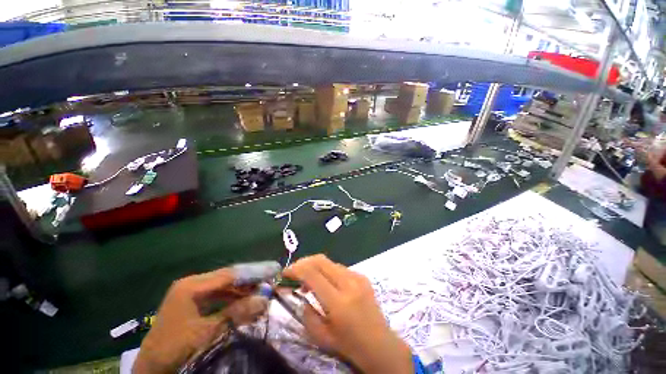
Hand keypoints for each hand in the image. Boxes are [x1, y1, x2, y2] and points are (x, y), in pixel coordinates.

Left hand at [133, 268, 268, 373]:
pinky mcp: (193, 301)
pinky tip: (244, 300)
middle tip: (269, 279)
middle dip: (250, 278)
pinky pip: (218, 294)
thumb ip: (236, 313)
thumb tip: (264, 299)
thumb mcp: (207, 332)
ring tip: (260, 290)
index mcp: (192, 286)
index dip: (253, 271)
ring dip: (242, 288)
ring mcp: (192, 291)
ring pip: (224, 285)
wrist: (152, 366)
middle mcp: (193, 283)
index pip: (230, 274)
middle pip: (228, 276)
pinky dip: (233, 297)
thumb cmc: (176, 348)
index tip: (273, 270)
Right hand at [284, 255, 412, 373]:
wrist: (380, 344)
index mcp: (338, 302)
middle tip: (294, 272)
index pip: (312, 274)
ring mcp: (358, 277)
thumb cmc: (348, 345)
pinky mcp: (362, 276)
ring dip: (315, 267)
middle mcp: (349, 284)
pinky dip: (327, 271)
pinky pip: (339, 268)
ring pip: (330, 262)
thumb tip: (301, 291)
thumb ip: (307, 313)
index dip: (295, 269)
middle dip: (304, 262)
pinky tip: (325, 283)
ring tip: (308, 280)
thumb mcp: (320, 336)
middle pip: (321, 260)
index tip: (285, 273)